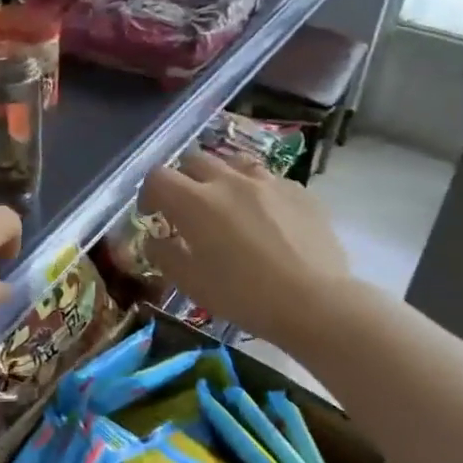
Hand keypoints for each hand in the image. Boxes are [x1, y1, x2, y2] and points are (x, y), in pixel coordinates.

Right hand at [138, 152, 349, 346]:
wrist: (313, 301)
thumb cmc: (242, 296)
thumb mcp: (190, 283)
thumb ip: (165, 255)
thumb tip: (155, 240)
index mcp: (195, 202)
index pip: (158, 177)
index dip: (148, 193)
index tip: (152, 215)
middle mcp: (229, 181)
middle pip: (195, 161)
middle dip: (183, 180)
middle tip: (186, 209)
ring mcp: (268, 182)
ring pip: (234, 164)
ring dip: (221, 179)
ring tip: (227, 204)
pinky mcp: (299, 191)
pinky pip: (269, 181)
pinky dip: (257, 192)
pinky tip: (265, 218)